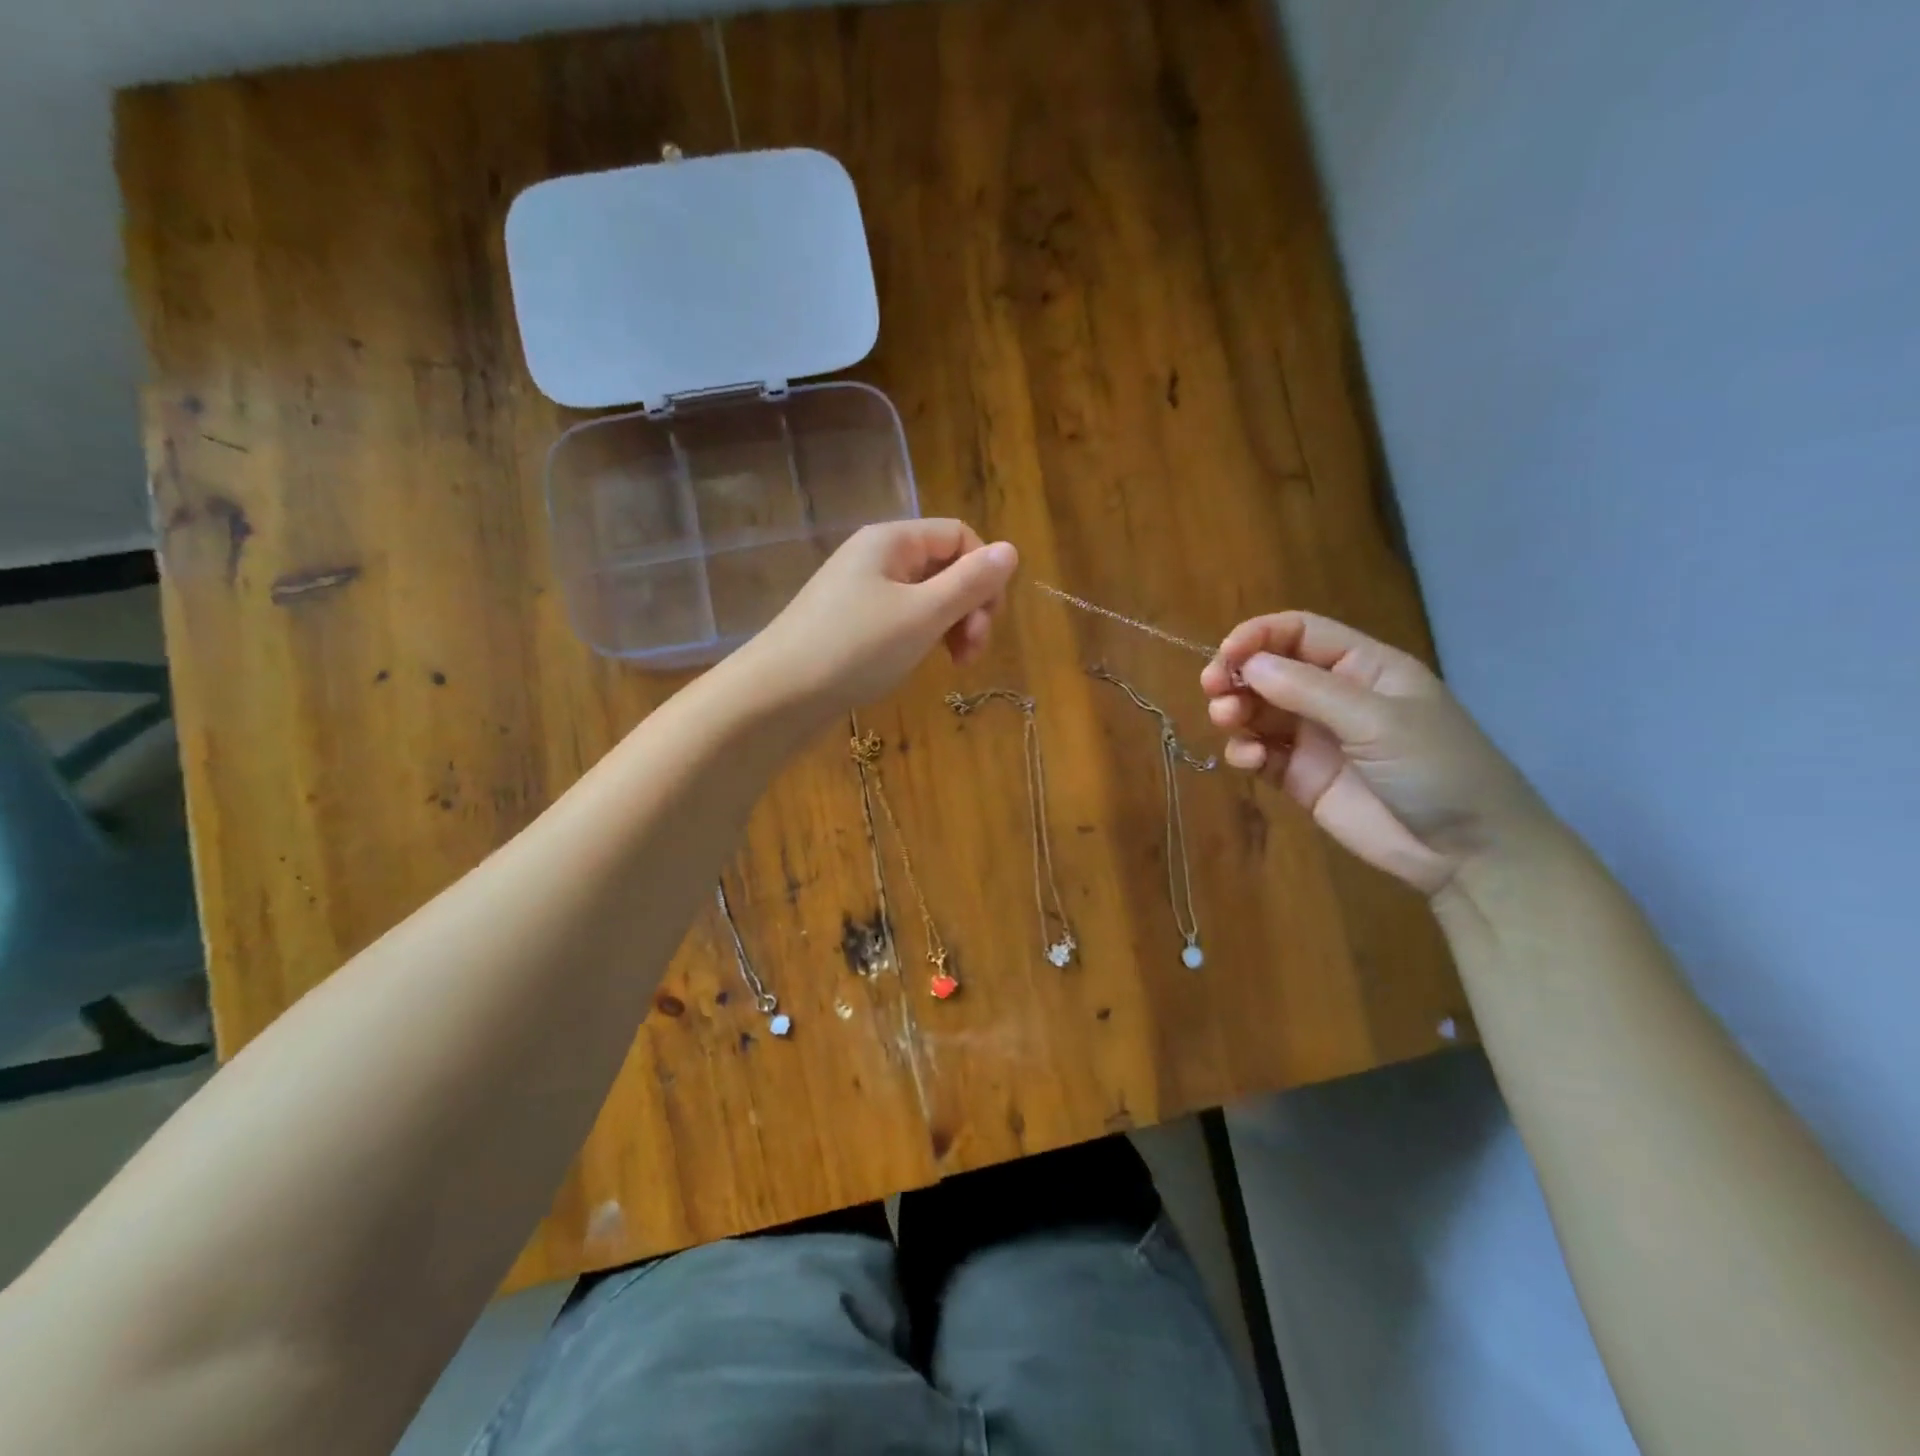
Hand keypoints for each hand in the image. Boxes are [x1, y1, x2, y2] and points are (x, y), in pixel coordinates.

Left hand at [739, 519, 1018, 719]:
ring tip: (953, 664)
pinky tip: (920, 663)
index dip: (984, 574)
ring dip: (950, 625)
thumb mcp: (923, 615)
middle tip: (970, 653)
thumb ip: (970, 583)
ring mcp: (860, 591)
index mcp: (892, 541)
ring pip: (926, 596)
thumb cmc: (855, 649)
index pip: (960, 536)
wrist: (777, 696)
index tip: (988, 622)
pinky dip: (922, 637)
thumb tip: (1011, 550)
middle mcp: (876, 557)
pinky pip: (902, 618)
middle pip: (944, 566)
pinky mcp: (850, 623)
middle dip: (970, 606)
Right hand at [1201, 612, 1551, 895]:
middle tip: (1213, 690)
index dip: (1259, 636)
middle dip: (1237, 675)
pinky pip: (1261, 754)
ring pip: (1258, 711)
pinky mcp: (1301, 778)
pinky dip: (1245, 752)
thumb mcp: (1378, 720)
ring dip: (1235, 712)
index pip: (1300, 633)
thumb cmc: (1436, 769)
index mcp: (1362, 667)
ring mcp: (1315, 739)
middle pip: (1270, 670)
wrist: (1466, 852)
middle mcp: (1334, 697)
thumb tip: (1248, 665)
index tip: (1226, 656)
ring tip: (1229, 723)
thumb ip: (1309, 690)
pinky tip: (1250, 760)